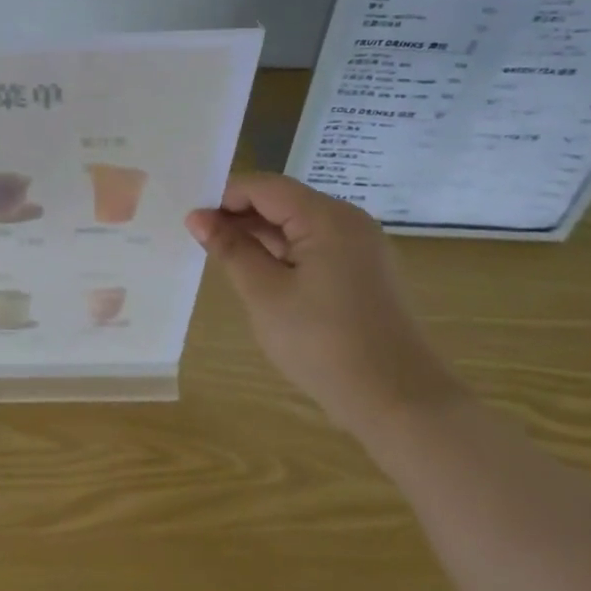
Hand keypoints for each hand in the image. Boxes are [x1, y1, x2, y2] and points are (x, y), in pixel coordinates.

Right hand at [186, 173, 460, 436]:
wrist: (398, 402)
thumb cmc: (323, 344)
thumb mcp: (265, 294)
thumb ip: (231, 249)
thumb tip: (197, 217)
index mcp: (328, 218)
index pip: (265, 187)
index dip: (224, 197)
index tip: (191, 221)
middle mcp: (350, 222)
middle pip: (284, 202)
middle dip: (240, 216)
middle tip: (200, 240)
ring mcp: (362, 248)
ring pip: (299, 226)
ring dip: (260, 236)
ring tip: (223, 258)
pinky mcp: (365, 273)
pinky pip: (316, 248)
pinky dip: (284, 254)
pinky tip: (260, 275)